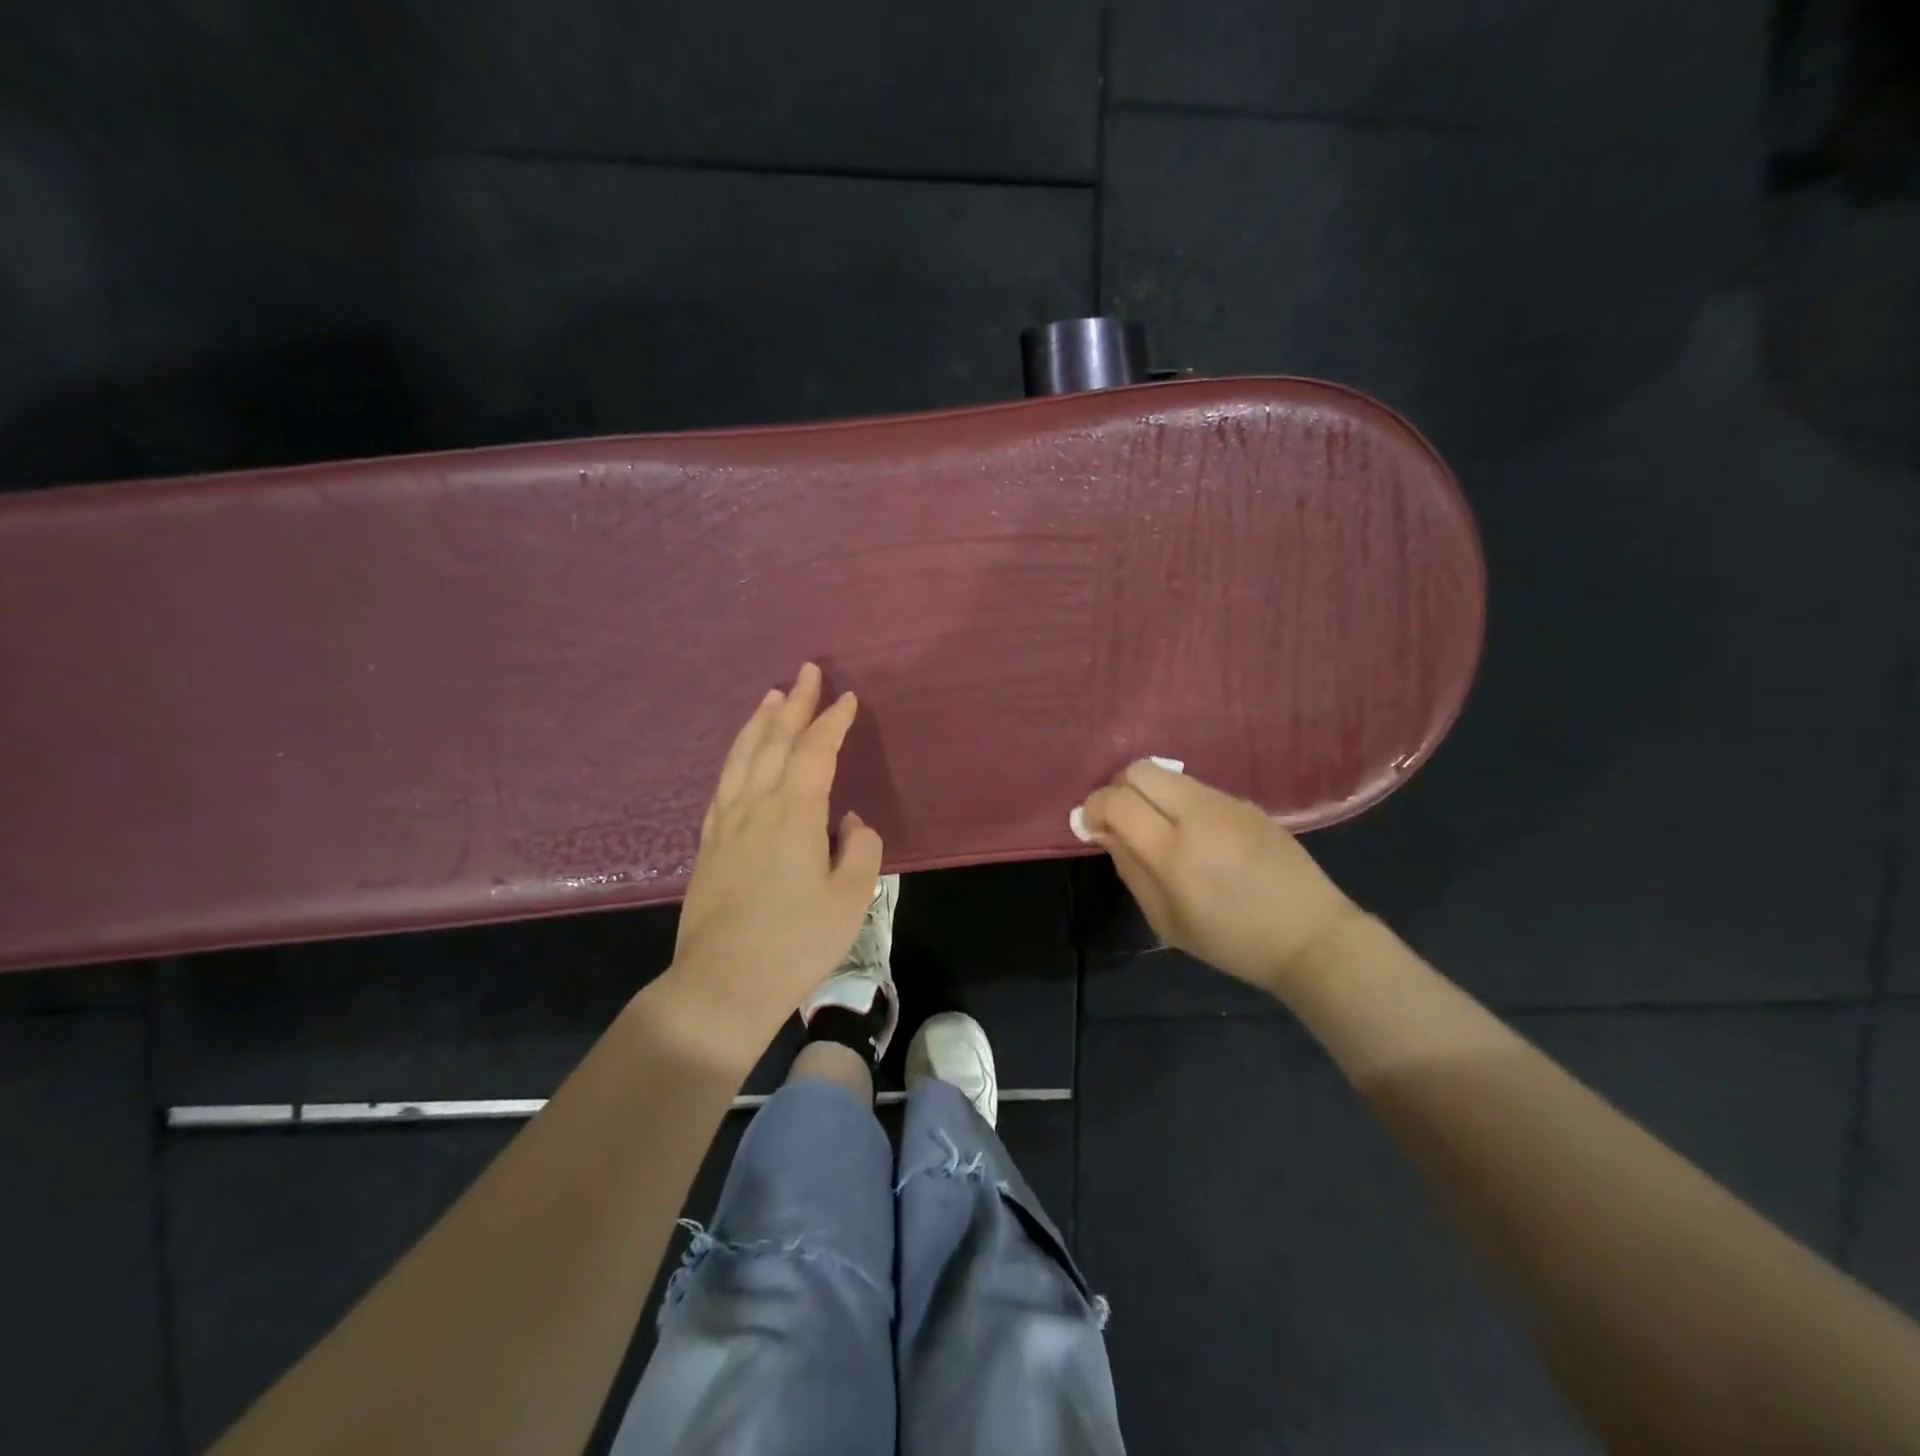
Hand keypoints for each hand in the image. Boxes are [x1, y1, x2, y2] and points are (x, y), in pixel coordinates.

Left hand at [665, 663, 883, 1057]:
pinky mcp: (709, 844)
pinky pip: (724, 783)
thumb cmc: (797, 942)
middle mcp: (756, 806)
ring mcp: (726, 823)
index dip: (832, 722)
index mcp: (794, 814)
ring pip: (743, 757)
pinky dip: (736, 756)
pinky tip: (741, 754)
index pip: (815, 752)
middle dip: (795, 704)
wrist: (723, 985)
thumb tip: (849, 821)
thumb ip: (860, 848)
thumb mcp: (851, 898)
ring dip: (760, 722)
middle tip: (807, 672)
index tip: (847, 699)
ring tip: (772, 696)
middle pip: (774, 741)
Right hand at [1078, 760, 1359, 994]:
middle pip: (1139, 769)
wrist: (1309, 936)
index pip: (1116, 801)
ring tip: (1158, 828)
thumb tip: (1103, 831)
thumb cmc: (1231, 941)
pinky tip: (1197, 836)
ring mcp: (1226, 804)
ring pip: (1168, 773)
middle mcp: (1198, 816)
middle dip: (1118, 789)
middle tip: (1121, 820)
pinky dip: (1180, 802)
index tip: (1092, 826)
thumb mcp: (1166, 920)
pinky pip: (1197, 788)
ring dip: (1150, 793)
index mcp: (1174, 853)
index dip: (1093, 807)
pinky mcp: (1246, 803)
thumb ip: (1129, 869)